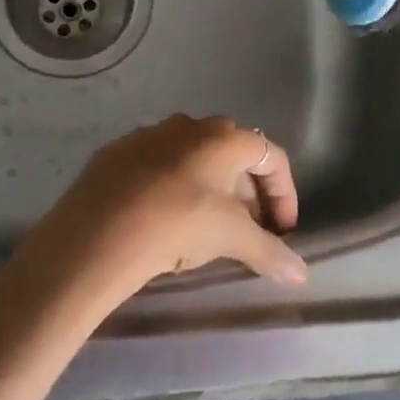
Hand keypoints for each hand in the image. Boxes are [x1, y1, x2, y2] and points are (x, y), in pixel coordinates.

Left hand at [32, 115, 306, 292]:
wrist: (97, 230)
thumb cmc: (178, 223)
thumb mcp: (230, 238)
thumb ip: (269, 251)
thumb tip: (302, 274)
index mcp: (225, 138)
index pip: (271, 157)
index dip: (284, 193)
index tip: (283, 230)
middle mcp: (192, 125)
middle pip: (234, 155)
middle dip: (248, 192)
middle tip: (249, 229)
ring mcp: (152, 134)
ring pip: (195, 157)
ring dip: (211, 187)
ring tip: (208, 226)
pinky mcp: (119, 150)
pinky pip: (159, 164)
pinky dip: (173, 185)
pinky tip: (163, 217)